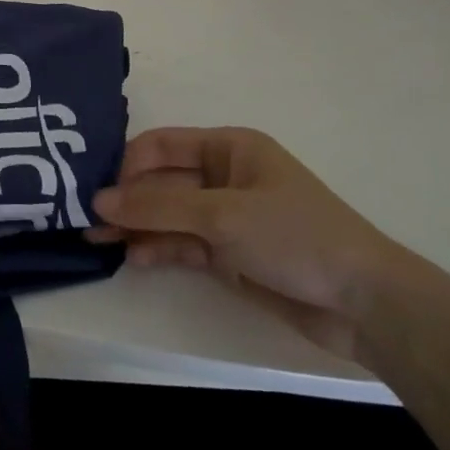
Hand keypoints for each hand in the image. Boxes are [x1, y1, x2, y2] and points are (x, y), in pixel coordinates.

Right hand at [88, 127, 415, 362]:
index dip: (127, 163)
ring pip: (166, 215)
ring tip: (96, 240)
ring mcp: (224, 217)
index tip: (96, 188)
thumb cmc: (296, 236)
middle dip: (126, 199)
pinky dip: (157, 249)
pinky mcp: (228, 255)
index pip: (162, 145)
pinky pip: (181, 244)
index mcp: (228, 148)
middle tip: (84, 218)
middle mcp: (222, 176)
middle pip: (160, 181)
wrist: (365, 304)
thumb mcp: (222, 215)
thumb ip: (158, 208)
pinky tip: (132, 258)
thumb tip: (98, 201)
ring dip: (135, 226)